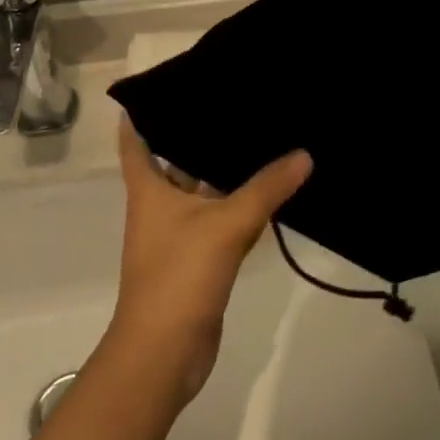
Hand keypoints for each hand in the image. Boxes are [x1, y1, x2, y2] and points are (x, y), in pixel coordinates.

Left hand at [108, 119, 312, 404]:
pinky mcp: (198, 257)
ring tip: (259, 134)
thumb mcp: (226, 225)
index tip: (167, 85)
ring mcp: (178, 233)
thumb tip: (304, 153)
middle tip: (233, 98)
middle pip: (176, 160)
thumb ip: (266, 188)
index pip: (136, 141)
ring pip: (202, 190)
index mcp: (149, 189)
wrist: (164, 354)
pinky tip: (268, 188)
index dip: (143, 113)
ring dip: (223, 170)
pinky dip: (237, 203)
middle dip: (199, 134)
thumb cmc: (179, 276)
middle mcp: (159, 205)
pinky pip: (219, 218)